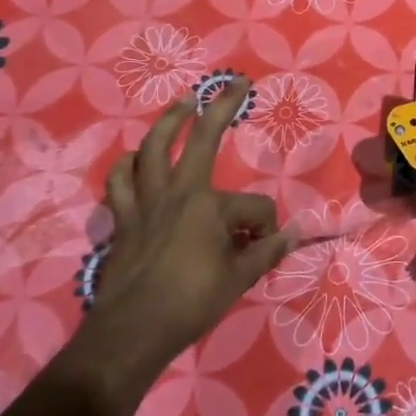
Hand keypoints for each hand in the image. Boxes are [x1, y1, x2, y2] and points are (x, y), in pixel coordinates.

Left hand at [60, 80, 290, 408]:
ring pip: (153, 148)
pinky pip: (120, 181)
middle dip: (221, 107)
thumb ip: (267, 252)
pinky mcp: (123, 217)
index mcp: (210, 207)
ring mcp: (146, 202)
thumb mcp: (239, 279)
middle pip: (201, 139)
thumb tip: (296, 235)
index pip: (256, 207)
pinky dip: (127, 166)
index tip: (262, 249)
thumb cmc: (191, 304)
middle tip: (234, 83)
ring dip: (169, 121)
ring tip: (184, 103)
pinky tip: (135, 159)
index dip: (265, 228)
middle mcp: (178, 192)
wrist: (132, 333)